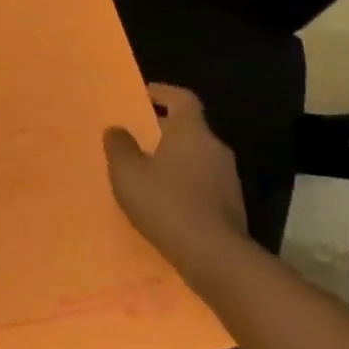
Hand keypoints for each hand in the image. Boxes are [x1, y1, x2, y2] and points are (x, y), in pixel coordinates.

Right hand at [104, 84, 250, 283]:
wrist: (213, 254)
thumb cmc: (166, 203)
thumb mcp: (128, 173)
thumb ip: (119, 147)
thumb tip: (116, 129)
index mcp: (191, 131)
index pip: (183, 98)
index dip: (164, 93)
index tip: (145, 95)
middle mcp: (215, 147)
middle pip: (190, 128)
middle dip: (165, 130)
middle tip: (139, 138)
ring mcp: (228, 177)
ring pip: (197, 157)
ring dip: (176, 159)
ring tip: (149, 173)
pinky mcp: (232, 205)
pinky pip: (204, 183)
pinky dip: (186, 184)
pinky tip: (167, 202)